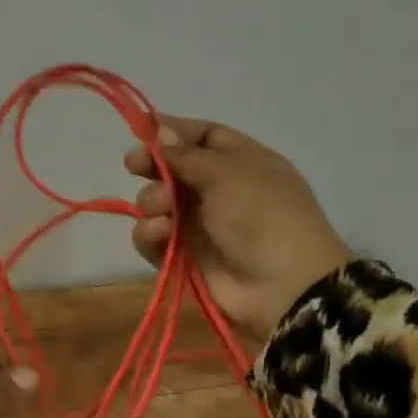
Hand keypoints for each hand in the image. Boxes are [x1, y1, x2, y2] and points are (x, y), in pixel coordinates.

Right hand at [124, 115, 349, 352]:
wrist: (284, 288)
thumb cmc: (263, 217)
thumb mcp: (228, 174)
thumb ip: (186, 154)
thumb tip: (159, 130)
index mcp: (244, 163)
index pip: (204, 136)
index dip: (174, 131)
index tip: (141, 129)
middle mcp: (221, 190)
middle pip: (174, 168)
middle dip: (153, 166)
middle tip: (133, 165)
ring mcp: (201, 225)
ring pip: (158, 202)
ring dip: (152, 202)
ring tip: (163, 211)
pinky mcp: (183, 256)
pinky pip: (154, 237)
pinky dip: (150, 233)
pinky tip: (159, 233)